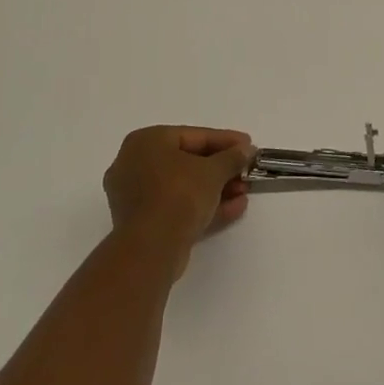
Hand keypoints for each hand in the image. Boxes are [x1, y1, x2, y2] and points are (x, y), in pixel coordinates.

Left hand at [102, 126, 254, 277]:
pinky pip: (177, 206)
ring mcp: (136, 196)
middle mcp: (134, 164)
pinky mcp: (142, 222)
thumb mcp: (214, 171)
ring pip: (183, 186)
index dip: (226, 141)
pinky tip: (234, 208)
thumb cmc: (179, 195)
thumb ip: (232, 157)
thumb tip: (246, 150)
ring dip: (216, 188)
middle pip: (188, 161)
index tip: (249, 146)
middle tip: (247, 171)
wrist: (151, 248)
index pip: (194, 136)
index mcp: (146, 141)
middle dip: (222, 168)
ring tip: (244, 192)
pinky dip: (203, 205)